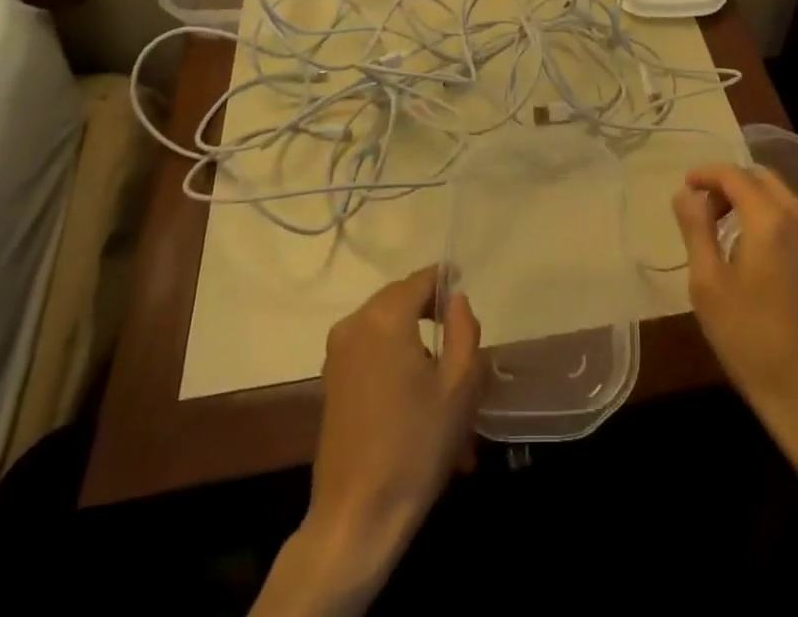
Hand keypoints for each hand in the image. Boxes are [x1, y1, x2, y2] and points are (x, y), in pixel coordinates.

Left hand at [300, 266, 483, 585]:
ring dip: (412, 336)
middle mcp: (355, 324)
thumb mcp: (460, 386)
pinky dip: (393, 356)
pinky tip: (414, 394)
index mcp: (385, 317)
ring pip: (385, 324)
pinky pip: (369, 349)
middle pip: (400, 298)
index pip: (422, 279)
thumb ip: (464, 329)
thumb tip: (456, 300)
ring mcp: (337, 353)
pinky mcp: (331, 380)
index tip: (466, 294)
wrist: (356, 517)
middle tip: (458, 336)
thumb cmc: (415, 446)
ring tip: (441, 373)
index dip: (446, 282)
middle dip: (429, 310)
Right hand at [673, 163, 797, 457]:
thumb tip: (685, 193)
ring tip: (721, 227)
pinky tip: (750, 247)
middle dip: (728, 183)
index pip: (735, 175)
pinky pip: (794, 217)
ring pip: (780, 195)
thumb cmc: (751, 340)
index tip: (684, 186)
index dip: (706, 173)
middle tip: (701, 207)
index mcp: (771, 220)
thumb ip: (696, 229)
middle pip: (762, 178)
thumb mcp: (708, 284)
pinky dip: (768, 215)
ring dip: (749, 198)